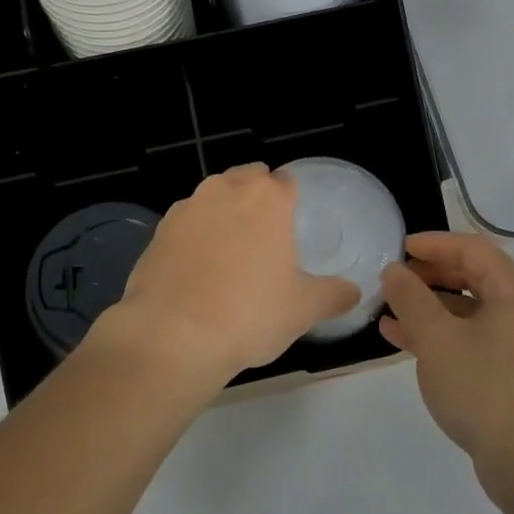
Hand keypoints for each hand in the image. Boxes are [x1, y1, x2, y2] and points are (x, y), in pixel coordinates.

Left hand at [100, 164, 358, 388]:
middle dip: (256, 197)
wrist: (172, 335)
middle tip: (264, 237)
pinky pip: (186, 223)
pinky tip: (196, 270)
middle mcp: (225, 190)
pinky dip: (194, 236)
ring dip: (223, 213)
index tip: (292, 225)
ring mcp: (187, 207)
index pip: (285, 181)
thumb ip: (333, 295)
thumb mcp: (303, 310)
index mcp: (267, 199)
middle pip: (247, 178)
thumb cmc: (249, 314)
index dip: (291, 200)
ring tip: (229, 254)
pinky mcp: (159, 230)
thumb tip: (354, 291)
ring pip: (213, 197)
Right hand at [379, 232, 513, 479]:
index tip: (400, 248)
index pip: (472, 248)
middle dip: (430, 277)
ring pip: (471, 313)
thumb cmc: (487, 388)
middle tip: (394, 281)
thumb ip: (410, 298)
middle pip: (474, 277)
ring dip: (431, 310)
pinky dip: (444, 337)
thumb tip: (394, 271)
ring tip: (389, 314)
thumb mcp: (437, 338)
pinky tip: (407, 344)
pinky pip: (476, 341)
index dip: (434, 244)